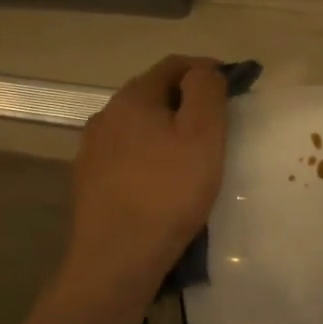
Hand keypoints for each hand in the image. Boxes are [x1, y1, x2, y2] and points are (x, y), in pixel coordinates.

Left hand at [65, 55, 228, 291]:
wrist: (116, 258)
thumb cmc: (168, 192)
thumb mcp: (202, 135)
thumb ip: (206, 91)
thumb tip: (204, 70)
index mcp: (133, 97)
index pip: (174, 64)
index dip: (206, 69)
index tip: (233, 87)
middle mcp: (106, 115)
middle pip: (153, 93)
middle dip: (186, 99)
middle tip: (217, 122)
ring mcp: (92, 149)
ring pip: (137, 125)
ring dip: (165, 129)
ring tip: (191, 154)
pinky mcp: (89, 181)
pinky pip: (126, 154)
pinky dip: (149, 155)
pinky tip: (161, 180)